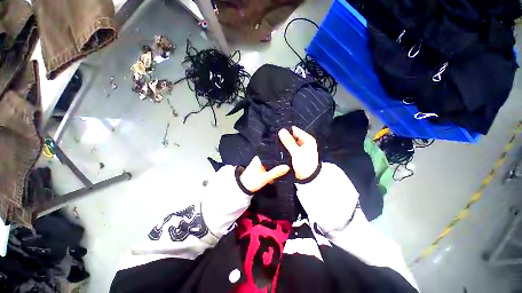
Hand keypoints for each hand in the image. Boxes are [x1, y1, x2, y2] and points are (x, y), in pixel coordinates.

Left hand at [240, 156, 289, 192]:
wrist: (242, 189)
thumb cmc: (252, 182)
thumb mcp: (265, 178)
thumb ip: (276, 172)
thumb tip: (288, 167)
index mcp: (260, 157)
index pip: (273, 153)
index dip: (281, 156)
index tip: (290, 159)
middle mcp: (261, 158)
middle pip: (274, 158)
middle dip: (280, 162)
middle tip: (290, 165)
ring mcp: (261, 163)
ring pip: (273, 163)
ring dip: (278, 167)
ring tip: (287, 169)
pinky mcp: (262, 168)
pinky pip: (271, 167)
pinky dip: (274, 170)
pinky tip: (280, 173)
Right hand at [278, 126, 318, 179]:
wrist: (309, 179)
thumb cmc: (305, 165)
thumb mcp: (296, 153)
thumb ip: (289, 142)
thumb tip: (281, 130)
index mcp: (307, 139)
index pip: (295, 130)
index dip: (286, 131)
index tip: (276, 132)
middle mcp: (304, 142)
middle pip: (292, 136)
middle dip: (284, 137)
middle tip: (273, 138)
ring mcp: (300, 148)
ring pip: (290, 142)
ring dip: (284, 143)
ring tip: (274, 143)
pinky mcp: (297, 153)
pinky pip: (290, 148)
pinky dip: (285, 148)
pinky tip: (278, 148)